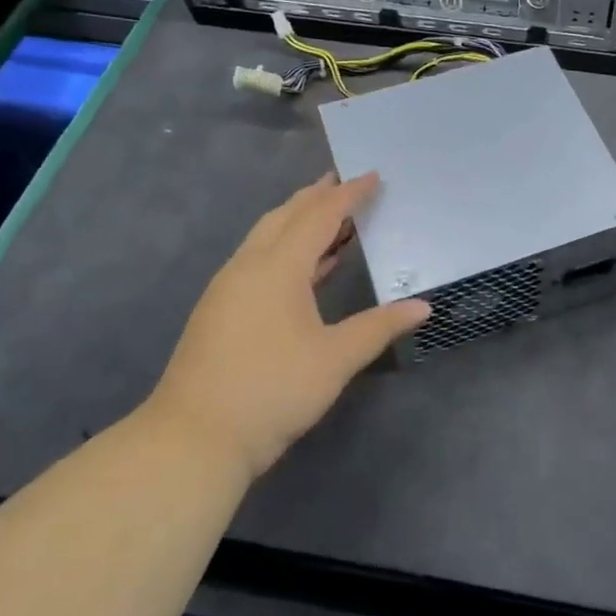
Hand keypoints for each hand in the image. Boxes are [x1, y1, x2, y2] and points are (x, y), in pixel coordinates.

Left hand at [145, 173, 428, 480]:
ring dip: (299, 221)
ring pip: (267, 237)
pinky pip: (258, 259)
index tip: (372, 176)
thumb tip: (422, 307)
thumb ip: (379, 327)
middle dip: (317, 196)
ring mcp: (228, 288)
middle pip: (285, 216)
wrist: (193, 439)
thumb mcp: (335, 359)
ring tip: (330, 217)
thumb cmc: (272, 391)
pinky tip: (305, 268)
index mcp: (277, 267)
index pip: (319, 216)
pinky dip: (286, 248)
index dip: (348, 195)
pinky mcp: (220, 310)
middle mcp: (248, 266)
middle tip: (345, 182)